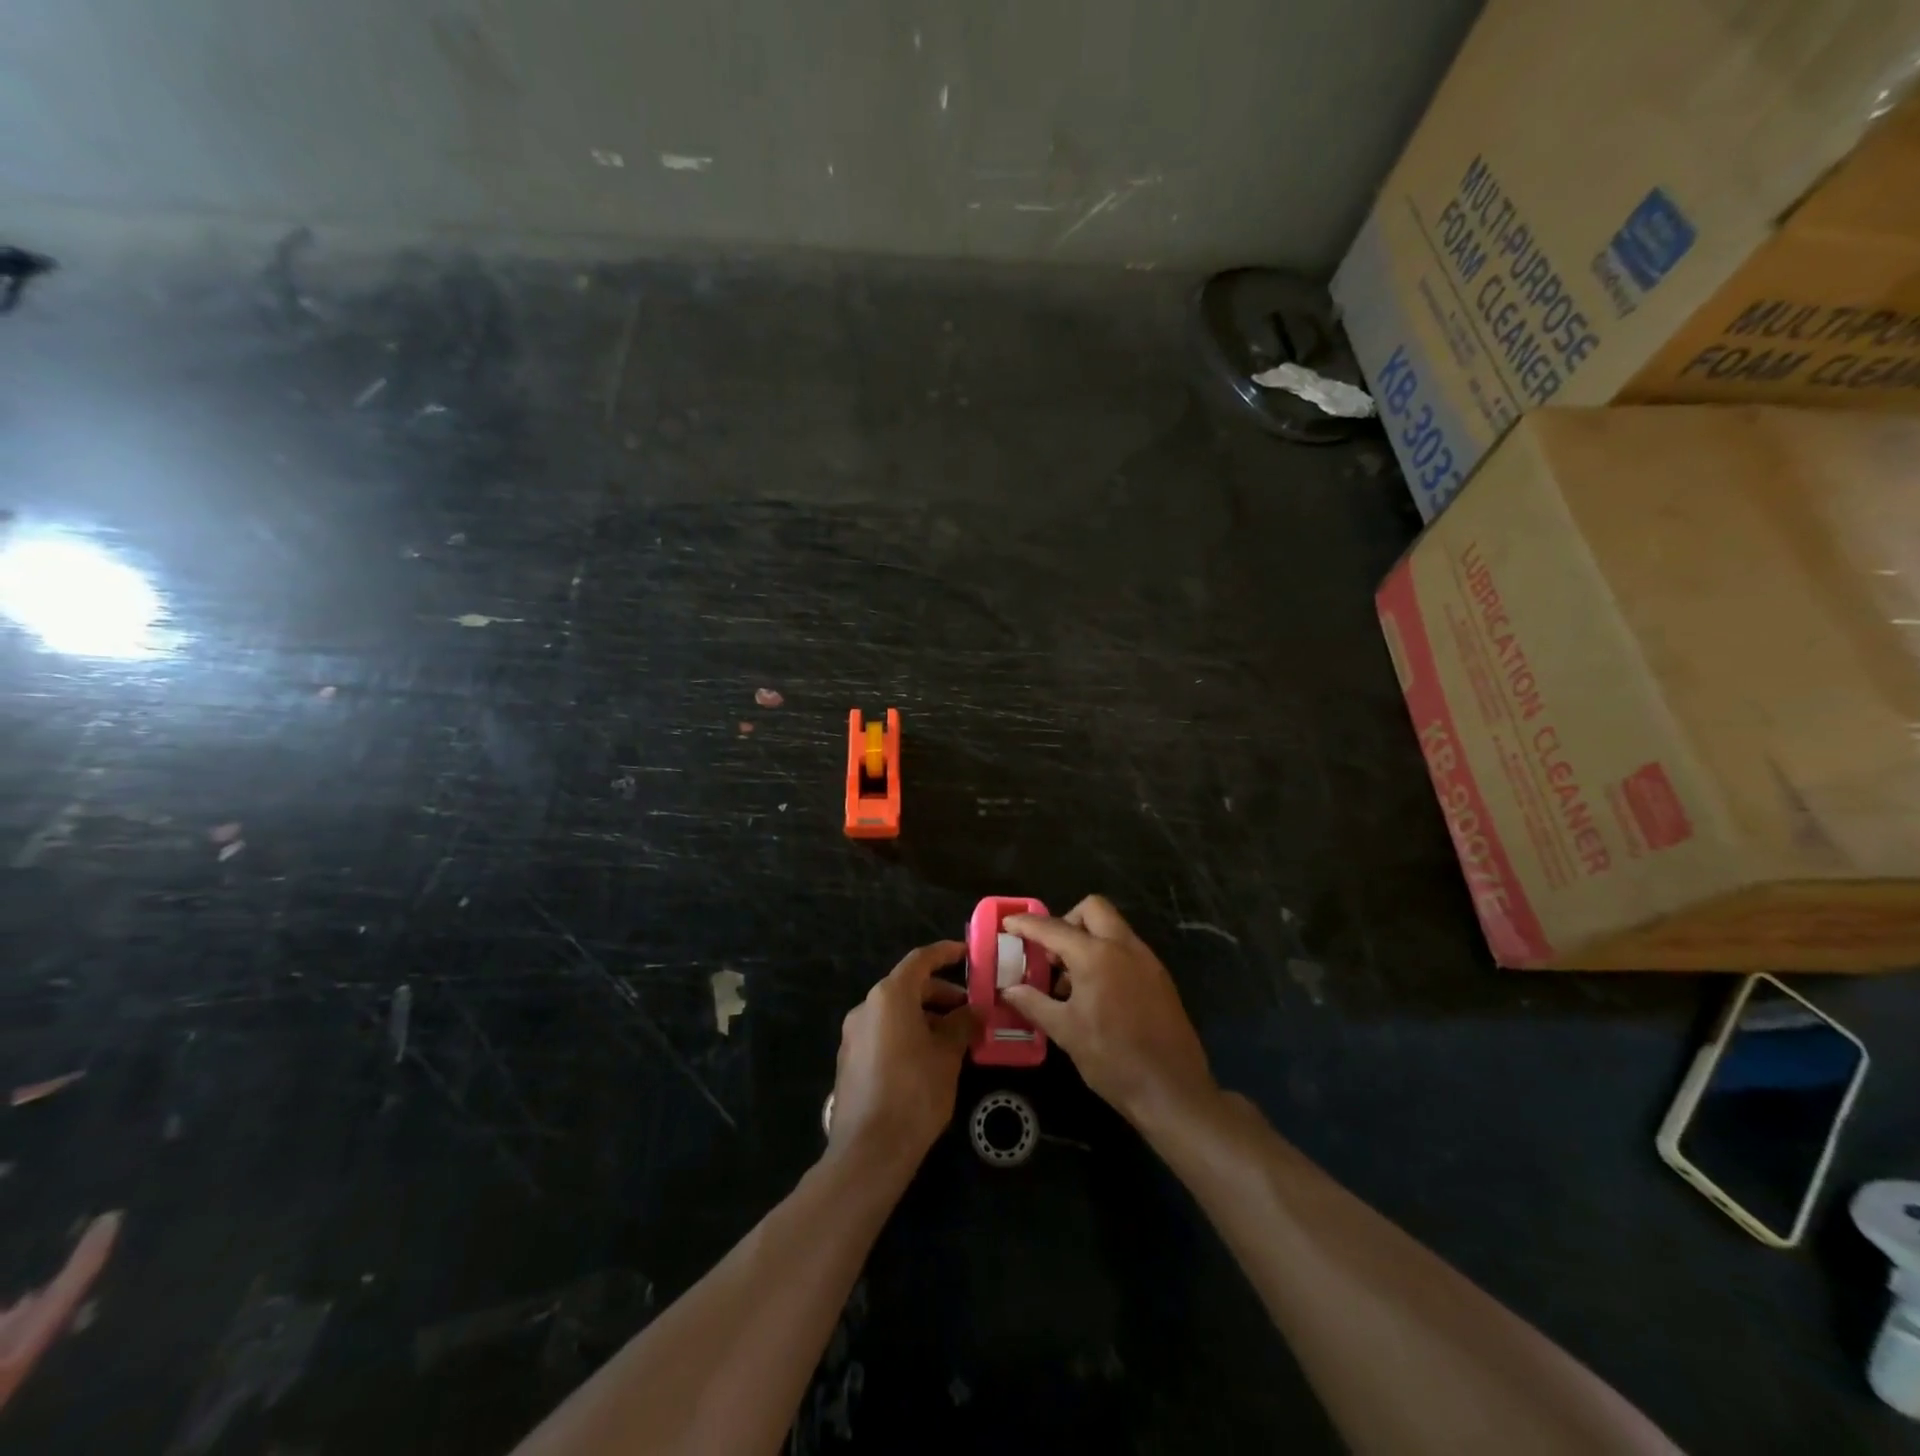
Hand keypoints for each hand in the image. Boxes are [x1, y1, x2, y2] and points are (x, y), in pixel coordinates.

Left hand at [829, 941, 974, 1169]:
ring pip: (896, 1012)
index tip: (967, 954)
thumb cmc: (915, 1093)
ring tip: (955, 1038)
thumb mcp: (947, 1056)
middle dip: (940, 994)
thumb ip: (962, 1025)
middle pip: (907, 987)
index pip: (920, 960)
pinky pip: (884, 1033)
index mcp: (890, 996)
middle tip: (970, 1010)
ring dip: (926, 1017)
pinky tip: (929, 1059)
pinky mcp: (850, 1060)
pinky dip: (908, 1034)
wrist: (869, 1151)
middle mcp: (866, 1007)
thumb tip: (973, 1011)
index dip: (945, 953)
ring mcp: (854, 1035)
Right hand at [1002, 896, 1216, 1127]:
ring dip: (1087, 939)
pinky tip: (1096, 993)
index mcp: (1096, 956)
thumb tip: (1009, 990)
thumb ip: (1034, 1003)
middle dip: (1067, 920)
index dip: (1027, 924)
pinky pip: (1127, 949)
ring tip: (1070, 981)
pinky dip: (1106, 955)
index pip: (1053, 928)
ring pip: (1113, 928)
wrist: (1173, 1091)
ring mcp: (1147, 960)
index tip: (1008, 923)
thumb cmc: (1113, 1059)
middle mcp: (1124, 947)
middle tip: (1051, 953)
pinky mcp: (1160, 977)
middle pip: (1093, 909)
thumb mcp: (1066, 1032)